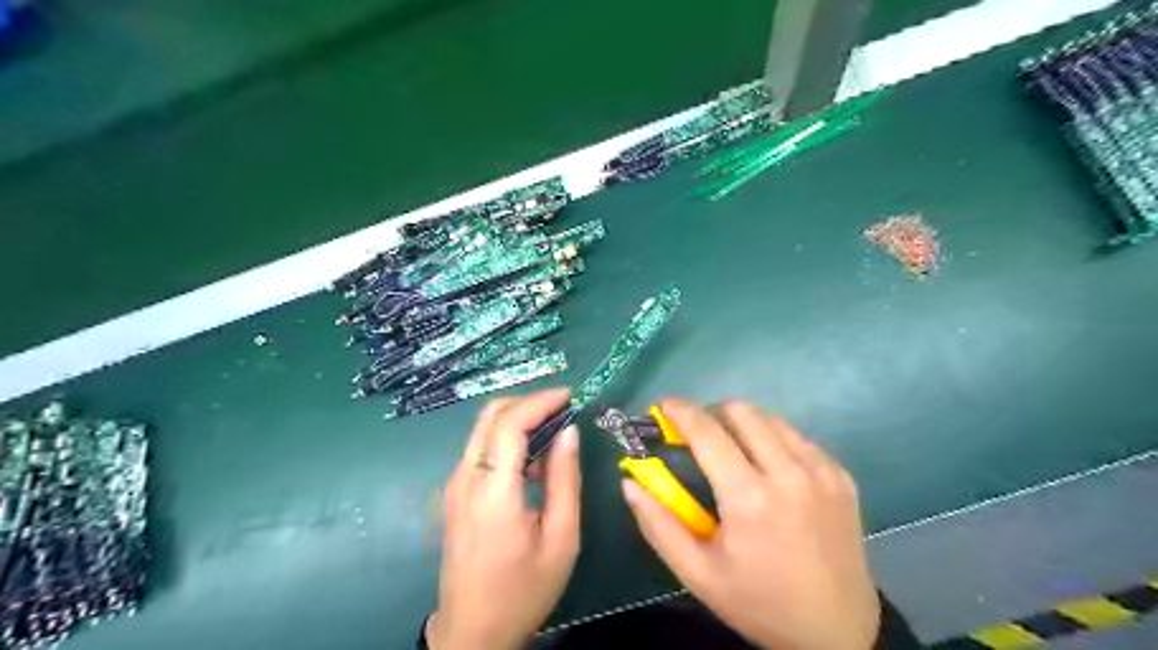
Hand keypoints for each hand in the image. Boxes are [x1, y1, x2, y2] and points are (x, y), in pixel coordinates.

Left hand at [429, 389, 583, 646]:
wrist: (472, 632)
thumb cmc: (523, 590)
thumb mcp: (560, 538)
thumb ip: (564, 479)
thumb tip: (569, 432)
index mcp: (492, 492)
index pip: (510, 424)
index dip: (541, 401)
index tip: (571, 395)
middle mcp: (465, 478)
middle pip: (489, 415)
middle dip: (528, 402)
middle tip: (563, 409)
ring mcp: (454, 485)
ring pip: (482, 428)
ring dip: (517, 418)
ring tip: (554, 429)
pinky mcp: (454, 493)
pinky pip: (479, 448)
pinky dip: (506, 437)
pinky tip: (532, 459)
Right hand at [624, 398, 879, 649]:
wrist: (839, 630)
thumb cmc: (759, 603)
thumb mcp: (698, 574)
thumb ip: (658, 524)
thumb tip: (629, 482)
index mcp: (750, 498)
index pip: (707, 431)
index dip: (681, 411)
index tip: (665, 405)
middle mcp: (788, 473)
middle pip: (740, 412)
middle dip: (711, 413)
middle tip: (697, 434)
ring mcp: (821, 470)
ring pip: (770, 419)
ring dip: (741, 424)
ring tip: (731, 450)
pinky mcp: (840, 475)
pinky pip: (797, 437)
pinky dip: (771, 439)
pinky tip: (766, 467)